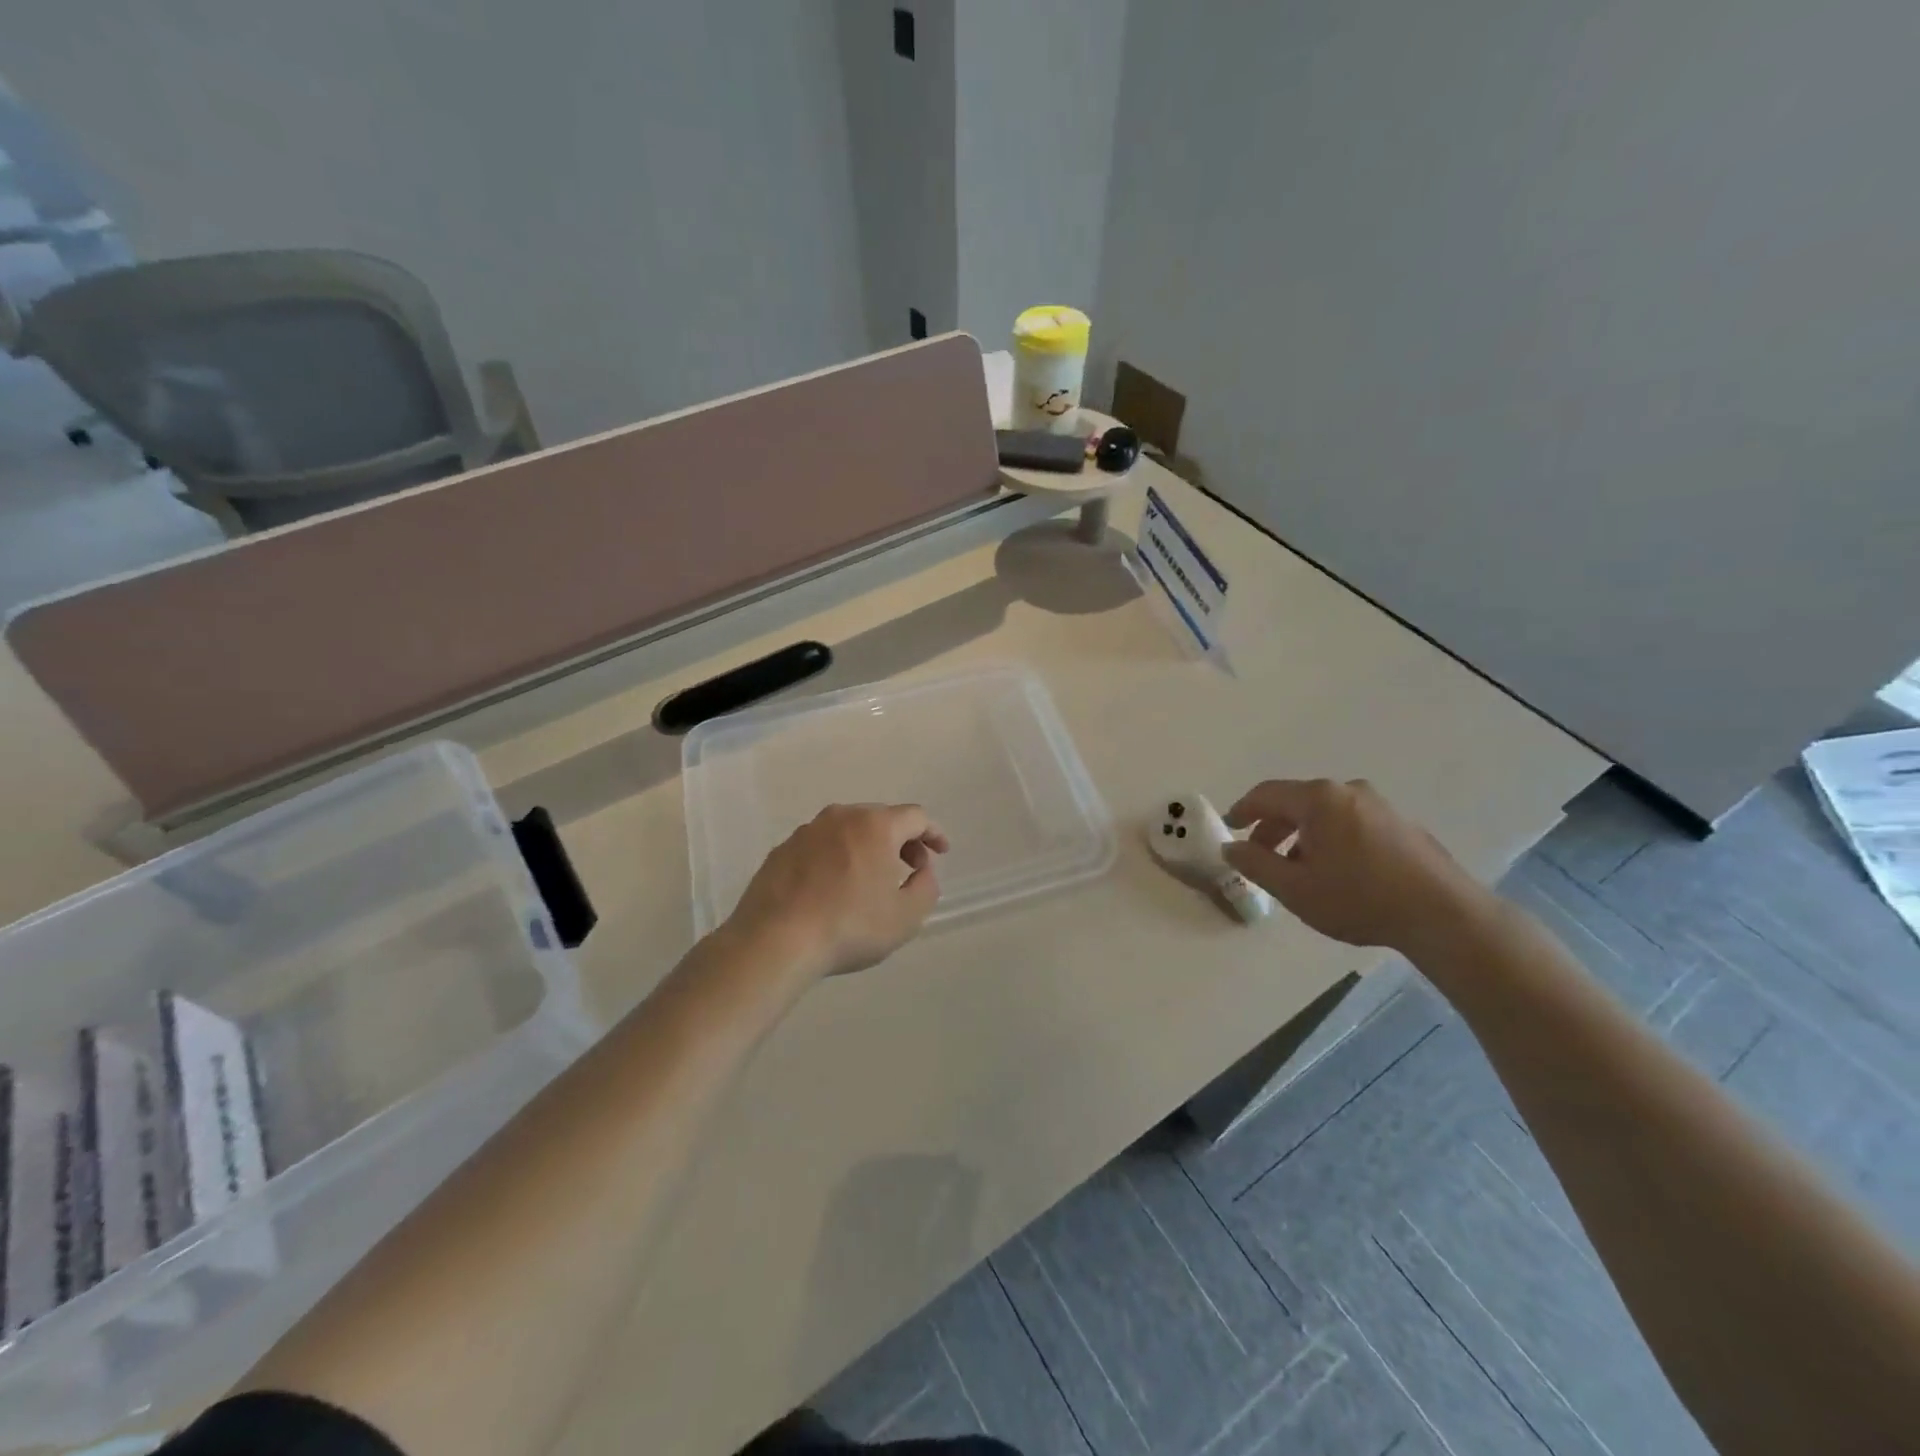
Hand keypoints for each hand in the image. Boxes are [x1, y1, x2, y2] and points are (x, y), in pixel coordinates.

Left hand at [725, 804, 949, 977]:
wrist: (775, 940)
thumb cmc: (849, 926)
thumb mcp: (906, 916)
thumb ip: (926, 886)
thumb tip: (922, 870)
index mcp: (875, 825)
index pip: (915, 817)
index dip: (933, 833)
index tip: (940, 853)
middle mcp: (840, 817)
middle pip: (880, 818)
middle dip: (900, 840)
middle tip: (908, 868)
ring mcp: (806, 832)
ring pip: (847, 830)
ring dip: (866, 847)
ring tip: (869, 880)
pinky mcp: (781, 850)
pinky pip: (820, 846)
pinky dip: (835, 858)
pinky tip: (832, 888)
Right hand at [1222, 779, 1489, 953]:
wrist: (1443, 915)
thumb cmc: (1359, 898)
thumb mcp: (1294, 888)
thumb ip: (1255, 864)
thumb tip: (1231, 847)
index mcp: (1318, 799)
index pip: (1266, 794)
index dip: (1242, 810)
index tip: (1229, 828)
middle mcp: (1348, 791)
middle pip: (1296, 802)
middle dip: (1272, 827)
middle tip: (1258, 856)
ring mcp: (1379, 805)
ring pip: (1325, 813)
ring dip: (1302, 836)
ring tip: (1296, 870)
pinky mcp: (1401, 824)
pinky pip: (1350, 822)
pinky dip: (1330, 839)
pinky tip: (1335, 872)